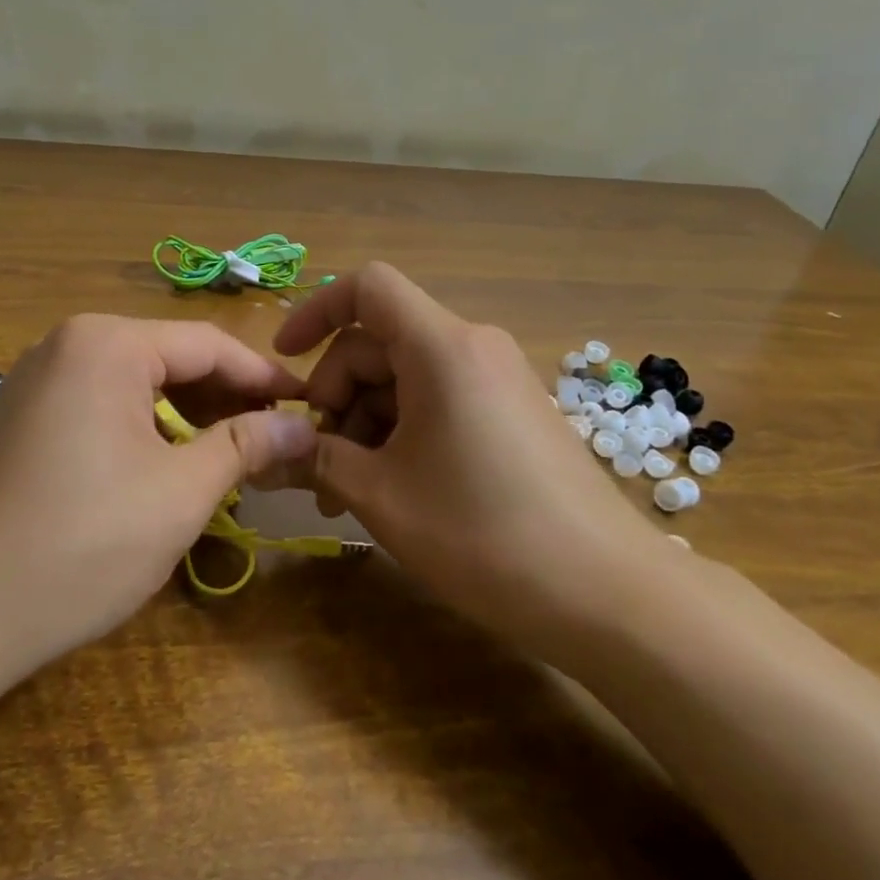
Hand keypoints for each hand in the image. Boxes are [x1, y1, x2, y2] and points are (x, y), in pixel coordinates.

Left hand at [0, 314, 316, 671]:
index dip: (265, 378)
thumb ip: (247, 446)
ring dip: (191, 418)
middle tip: (278, 442)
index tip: (310, 407)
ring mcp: (40, 380)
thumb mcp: (180, 493)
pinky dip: (149, 430)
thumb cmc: (78, 545)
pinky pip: (105, 407)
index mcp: (108, 343)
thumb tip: (302, 426)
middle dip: (229, 400)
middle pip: (174, 360)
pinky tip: (174, 467)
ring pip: (140, 385)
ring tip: (235, 459)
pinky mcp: (25, 418)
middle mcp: (70, 344)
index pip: (210, 344)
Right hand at [274, 263, 667, 660]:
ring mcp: (499, 379)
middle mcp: (473, 347)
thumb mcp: (382, 496)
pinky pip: (441, 400)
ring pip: (408, 377)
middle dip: (337, 396)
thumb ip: (318, 459)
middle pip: (380, 343)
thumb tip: (273, 448)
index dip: (316, 312)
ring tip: (347, 494)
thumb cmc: (482, 534)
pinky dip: (404, 432)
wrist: (607, 593)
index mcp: (442, 347)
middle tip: (317, 467)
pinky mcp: (513, 412)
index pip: (367, 287)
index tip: (285, 362)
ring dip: (367, 423)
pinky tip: (393, 489)